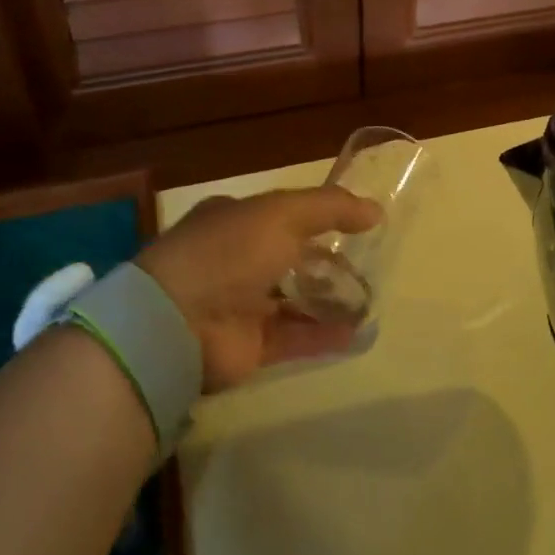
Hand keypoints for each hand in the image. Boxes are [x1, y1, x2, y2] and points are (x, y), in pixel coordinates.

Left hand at [137, 187, 382, 390]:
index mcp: (235, 221)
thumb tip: (376, 211)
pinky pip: (295, 338)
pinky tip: (357, 333)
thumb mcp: (282, 213)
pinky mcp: (250, 346)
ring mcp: (241, 304)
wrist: (178, 322)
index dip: (318, 219)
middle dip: (329, 263)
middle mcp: (236, 260)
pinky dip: (324, 335)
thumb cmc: (229, 252)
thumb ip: (331, 208)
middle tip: (369, 267)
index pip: (282, 216)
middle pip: (292, 259)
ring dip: (331, 300)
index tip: (356, 226)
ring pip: (296, 300)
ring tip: (371, 301)